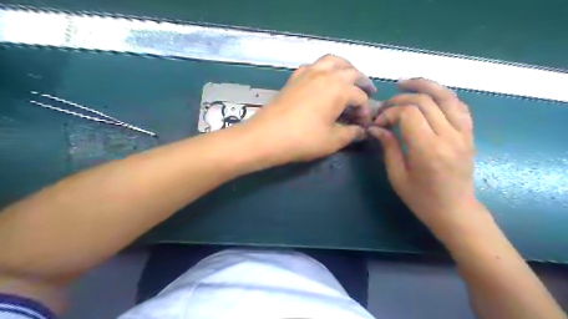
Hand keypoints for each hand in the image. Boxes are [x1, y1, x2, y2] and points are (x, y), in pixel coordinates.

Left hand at [242, 54, 376, 166]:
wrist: (266, 136)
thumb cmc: (303, 139)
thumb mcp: (332, 140)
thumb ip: (352, 134)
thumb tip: (363, 131)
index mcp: (339, 88)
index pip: (360, 97)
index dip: (365, 112)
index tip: (363, 125)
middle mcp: (326, 74)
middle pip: (351, 72)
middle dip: (362, 84)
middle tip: (367, 94)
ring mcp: (308, 72)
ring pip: (333, 61)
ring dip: (345, 68)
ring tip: (349, 79)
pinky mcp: (294, 77)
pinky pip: (314, 66)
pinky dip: (324, 69)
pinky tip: (323, 80)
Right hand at [369, 78, 477, 237]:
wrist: (455, 210)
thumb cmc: (421, 198)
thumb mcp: (397, 175)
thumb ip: (388, 147)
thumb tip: (375, 128)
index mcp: (428, 149)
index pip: (409, 114)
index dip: (390, 112)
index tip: (379, 123)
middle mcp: (449, 136)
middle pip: (425, 101)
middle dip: (400, 99)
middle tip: (385, 107)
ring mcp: (463, 133)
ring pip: (446, 96)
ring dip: (425, 85)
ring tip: (405, 83)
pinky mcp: (469, 134)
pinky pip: (459, 105)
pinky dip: (443, 95)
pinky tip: (429, 95)